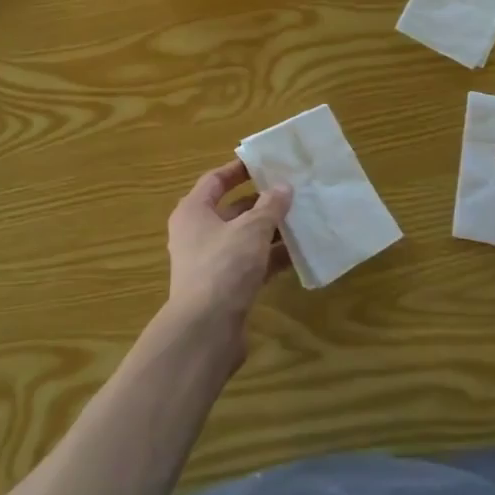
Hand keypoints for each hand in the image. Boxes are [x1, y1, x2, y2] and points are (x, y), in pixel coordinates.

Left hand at [166, 160, 293, 331]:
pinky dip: (270, 258)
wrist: (206, 330)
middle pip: (232, 210)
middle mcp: (197, 234)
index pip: (215, 180)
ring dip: (270, 231)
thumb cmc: (223, 266)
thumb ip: (270, 206)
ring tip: (302, 221)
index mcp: (193, 212)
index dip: (239, 170)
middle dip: (262, 202)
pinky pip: (250, 264)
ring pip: (244, 239)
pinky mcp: (224, 288)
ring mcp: (210, 263)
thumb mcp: (251, 229)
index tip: (266, 164)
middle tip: (292, 193)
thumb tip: (283, 187)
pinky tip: (297, 255)